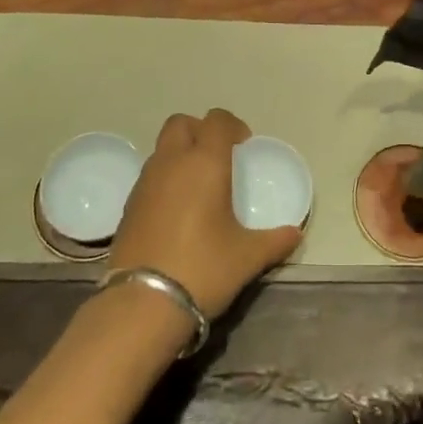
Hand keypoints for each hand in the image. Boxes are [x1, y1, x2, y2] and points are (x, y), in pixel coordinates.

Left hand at [108, 109, 302, 317]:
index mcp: (204, 162)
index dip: (232, 125)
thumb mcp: (247, 257)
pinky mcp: (128, 205)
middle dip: (200, 131)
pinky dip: (165, 179)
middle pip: (181, 123)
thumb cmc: (203, 268)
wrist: (142, 303)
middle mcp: (172, 162)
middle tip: (218, 157)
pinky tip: (177, 211)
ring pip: (162, 148)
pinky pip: (150, 175)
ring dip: (180, 154)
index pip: (217, 120)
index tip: (244, 146)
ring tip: (198, 186)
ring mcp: (145, 182)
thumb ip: (274, 241)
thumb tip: (294, 234)